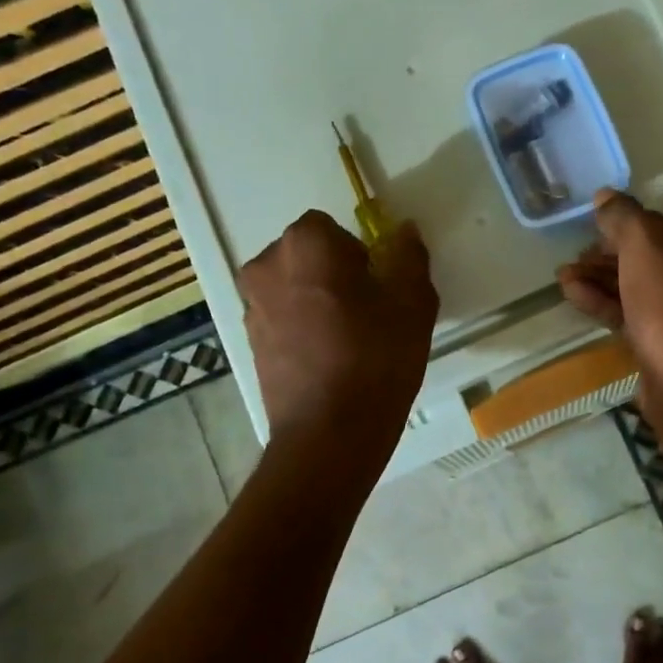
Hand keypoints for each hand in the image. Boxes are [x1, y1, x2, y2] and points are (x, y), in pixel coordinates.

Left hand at [238, 212, 437, 459]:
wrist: (328, 434)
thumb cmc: (376, 359)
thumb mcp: (412, 303)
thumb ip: (408, 256)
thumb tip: (403, 230)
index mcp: (306, 244)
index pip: (332, 228)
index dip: (360, 254)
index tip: (379, 287)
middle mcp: (267, 266)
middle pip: (308, 256)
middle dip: (335, 274)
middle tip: (369, 313)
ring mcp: (252, 307)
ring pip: (293, 288)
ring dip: (317, 301)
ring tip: (349, 342)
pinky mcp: (249, 343)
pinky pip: (282, 320)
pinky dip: (302, 329)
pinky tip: (329, 362)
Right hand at [556, 190, 662, 398]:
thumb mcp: (644, 243)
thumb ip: (622, 215)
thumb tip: (605, 198)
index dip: (639, 221)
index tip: (605, 227)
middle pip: (662, 252)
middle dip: (613, 254)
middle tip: (578, 253)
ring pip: (650, 284)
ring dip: (606, 278)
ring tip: (564, 275)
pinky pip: (646, 313)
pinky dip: (612, 303)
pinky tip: (573, 294)